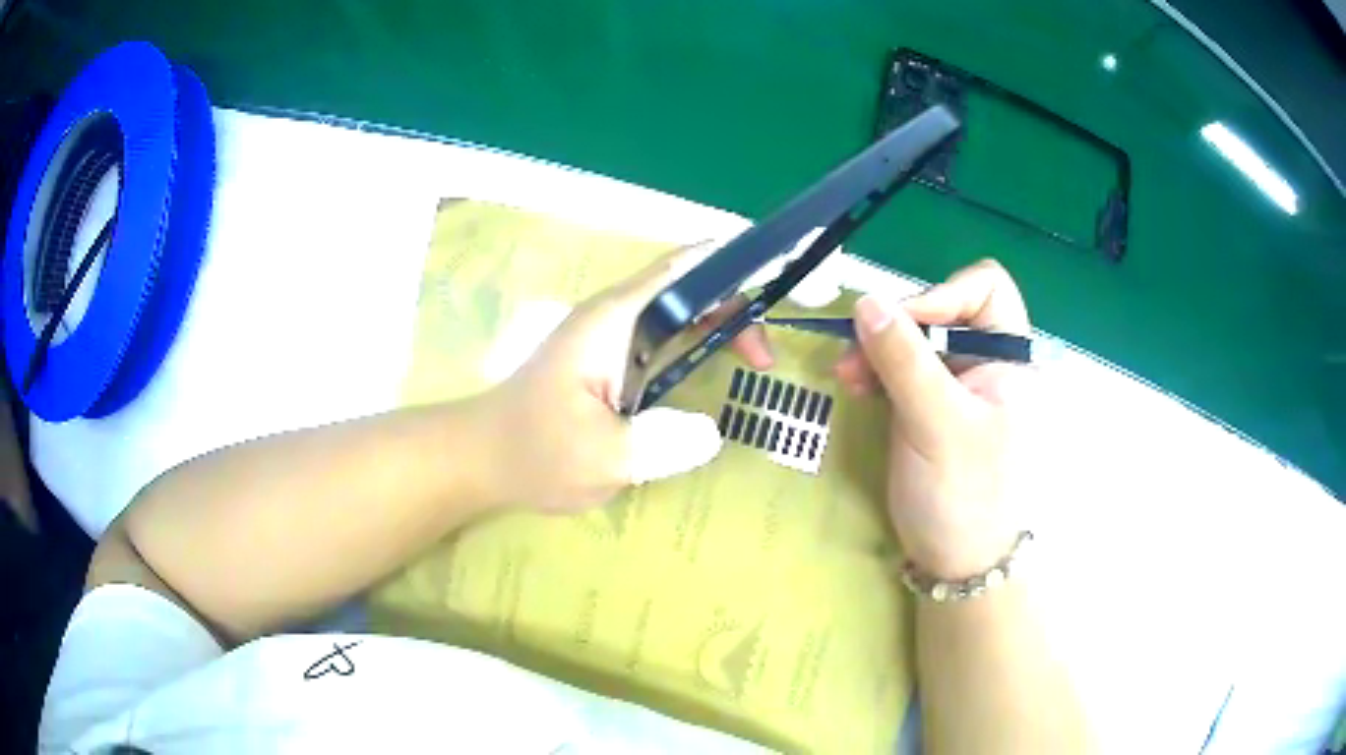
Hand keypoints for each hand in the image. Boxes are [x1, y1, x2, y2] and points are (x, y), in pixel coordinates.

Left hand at [477, 242, 767, 512]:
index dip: (731, 265)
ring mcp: (610, 336)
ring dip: (720, 325)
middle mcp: (615, 316)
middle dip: (735, 307)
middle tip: (764, 360)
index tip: (777, 273)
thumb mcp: (603, 458)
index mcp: (614, 320)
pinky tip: (717, 366)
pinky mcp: (609, 359)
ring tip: (756, 360)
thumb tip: (712, 431)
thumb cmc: (535, 452)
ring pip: (678, 312)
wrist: (482, 458)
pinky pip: (665, 338)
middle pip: (688, 288)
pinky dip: (698, 344)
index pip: (681, 271)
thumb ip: (662, 444)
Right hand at [844, 260, 1035, 578]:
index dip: (944, 294)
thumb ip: (905, 360)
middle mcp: (988, 360)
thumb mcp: (937, 424)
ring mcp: (958, 382)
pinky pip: (903, 367)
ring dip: (878, 348)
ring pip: (916, 337)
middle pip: (943, 308)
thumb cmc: (965, 496)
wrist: (957, 563)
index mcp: (1012, 358)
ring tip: (847, 375)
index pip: (985, 287)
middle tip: (855, 353)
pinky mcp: (932, 403)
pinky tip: (856, 386)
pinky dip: (877, 370)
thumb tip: (866, 300)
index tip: (903, 324)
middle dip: (898, 325)